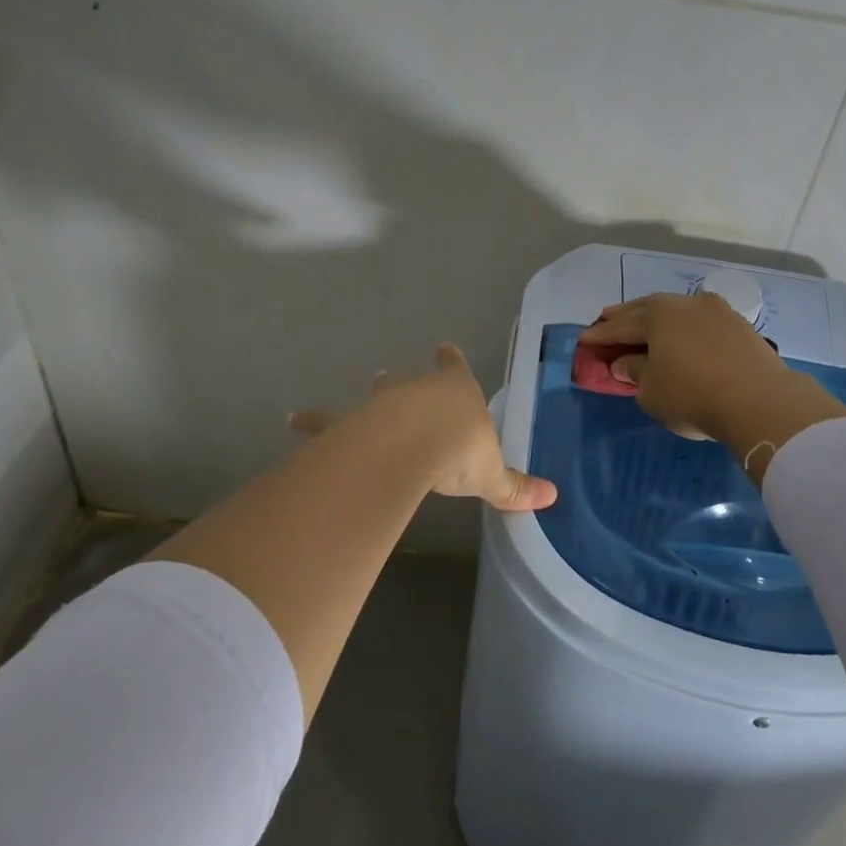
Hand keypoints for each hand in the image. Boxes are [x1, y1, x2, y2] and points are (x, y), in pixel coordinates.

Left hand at [289, 344, 556, 511]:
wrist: (412, 445)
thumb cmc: (459, 450)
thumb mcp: (492, 473)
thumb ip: (515, 486)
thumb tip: (551, 498)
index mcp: (456, 391)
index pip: (455, 367)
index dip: (452, 359)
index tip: (445, 348)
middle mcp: (417, 389)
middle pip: (410, 380)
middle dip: (405, 380)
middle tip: (391, 375)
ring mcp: (382, 402)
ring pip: (373, 397)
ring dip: (368, 398)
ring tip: (367, 392)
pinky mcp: (352, 421)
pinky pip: (328, 419)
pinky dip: (313, 420)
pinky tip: (293, 420)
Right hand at [580, 294, 845, 457]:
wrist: (760, 400)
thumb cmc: (692, 395)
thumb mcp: (650, 391)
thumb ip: (633, 371)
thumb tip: (625, 362)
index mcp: (657, 315)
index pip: (620, 325)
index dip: (600, 336)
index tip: (583, 340)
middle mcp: (685, 303)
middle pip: (647, 309)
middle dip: (625, 317)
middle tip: (606, 321)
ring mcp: (717, 310)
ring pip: (677, 311)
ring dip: (658, 319)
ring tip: (645, 327)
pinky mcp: (740, 325)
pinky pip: (700, 321)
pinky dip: (684, 328)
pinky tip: (682, 336)